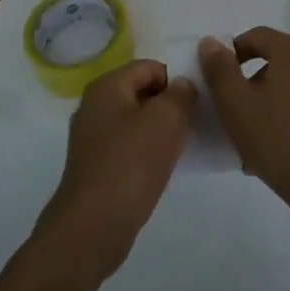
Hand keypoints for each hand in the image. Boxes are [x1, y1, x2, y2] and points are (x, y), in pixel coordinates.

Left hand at [43, 60, 195, 275]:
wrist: (94, 224)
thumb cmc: (131, 162)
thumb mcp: (166, 120)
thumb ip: (181, 94)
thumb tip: (183, 85)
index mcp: (106, 86)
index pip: (149, 67)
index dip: (176, 79)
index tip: (197, 102)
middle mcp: (94, 106)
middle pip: (141, 92)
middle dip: (169, 105)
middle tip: (193, 123)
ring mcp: (92, 137)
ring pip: (136, 121)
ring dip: (160, 130)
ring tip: (182, 146)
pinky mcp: (96, 165)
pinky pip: (128, 146)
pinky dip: (147, 151)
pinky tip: (163, 167)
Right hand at [198, 28, 289, 216]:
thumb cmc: (276, 138)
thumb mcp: (235, 102)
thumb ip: (219, 68)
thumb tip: (211, 42)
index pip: (257, 36)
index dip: (232, 52)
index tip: (218, 78)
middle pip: (275, 59)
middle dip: (249, 79)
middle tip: (231, 106)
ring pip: (289, 84)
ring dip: (267, 98)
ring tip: (249, 130)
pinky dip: (286, 113)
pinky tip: (273, 143)